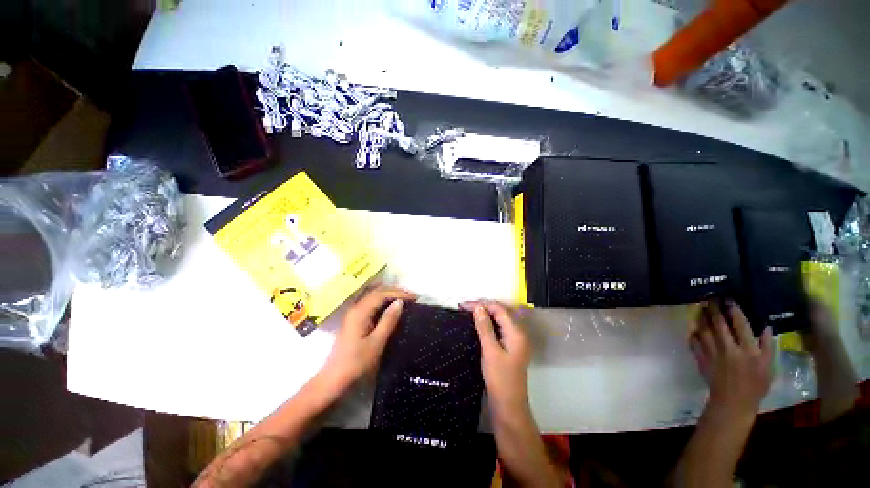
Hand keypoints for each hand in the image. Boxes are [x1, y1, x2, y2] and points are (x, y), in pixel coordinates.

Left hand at [319, 286, 416, 395]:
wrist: (334, 378)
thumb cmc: (356, 362)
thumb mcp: (376, 342)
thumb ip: (388, 320)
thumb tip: (400, 302)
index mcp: (360, 312)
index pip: (381, 294)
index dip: (399, 293)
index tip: (414, 297)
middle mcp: (356, 308)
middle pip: (377, 291)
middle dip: (395, 291)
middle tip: (411, 296)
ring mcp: (354, 313)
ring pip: (373, 296)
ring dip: (389, 294)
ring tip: (404, 298)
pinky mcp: (354, 319)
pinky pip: (371, 303)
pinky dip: (383, 300)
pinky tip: (390, 305)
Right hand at [464, 301, 531, 419]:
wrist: (508, 407)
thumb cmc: (500, 379)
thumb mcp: (490, 351)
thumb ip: (485, 327)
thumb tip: (478, 307)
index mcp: (516, 333)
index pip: (499, 309)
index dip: (481, 305)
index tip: (463, 306)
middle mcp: (518, 333)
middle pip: (500, 313)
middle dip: (483, 308)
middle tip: (464, 308)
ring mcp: (515, 341)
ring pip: (499, 320)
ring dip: (485, 315)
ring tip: (468, 314)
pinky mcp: (509, 347)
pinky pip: (499, 329)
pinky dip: (488, 325)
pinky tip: (478, 326)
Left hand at [690, 301, 773, 420]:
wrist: (733, 401)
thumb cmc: (755, 385)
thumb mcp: (768, 366)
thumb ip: (767, 346)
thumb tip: (766, 326)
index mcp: (748, 350)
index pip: (740, 324)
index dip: (734, 310)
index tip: (729, 299)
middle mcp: (729, 348)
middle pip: (719, 323)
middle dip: (714, 309)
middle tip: (710, 298)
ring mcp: (712, 353)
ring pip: (704, 329)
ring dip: (702, 317)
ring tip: (701, 307)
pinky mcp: (701, 358)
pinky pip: (694, 342)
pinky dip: (693, 333)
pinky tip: (693, 326)